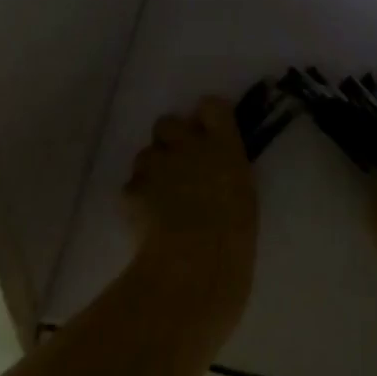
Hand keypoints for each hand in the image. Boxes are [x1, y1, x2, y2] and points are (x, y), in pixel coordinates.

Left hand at [123, 96, 257, 327]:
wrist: (193, 269)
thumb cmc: (233, 240)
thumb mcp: (245, 199)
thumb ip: (227, 173)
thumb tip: (217, 172)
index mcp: (223, 144)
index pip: (211, 106)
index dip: (205, 117)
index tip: (207, 132)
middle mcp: (187, 143)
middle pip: (168, 122)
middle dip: (169, 140)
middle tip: (178, 166)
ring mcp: (157, 163)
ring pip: (146, 154)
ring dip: (151, 170)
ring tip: (160, 200)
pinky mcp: (132, 189)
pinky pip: (131, 186)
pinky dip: (137, 199)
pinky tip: (145, 221)